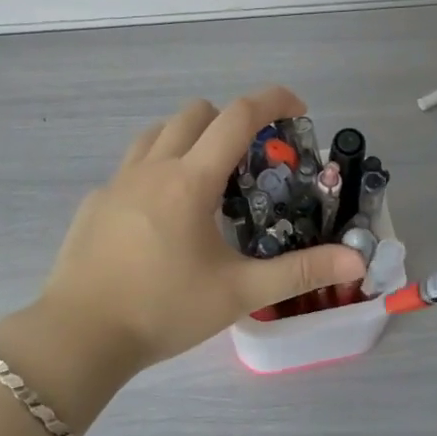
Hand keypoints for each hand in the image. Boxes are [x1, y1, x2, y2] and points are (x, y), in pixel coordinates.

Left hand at [24, 86, 365, 385]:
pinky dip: (158, 169)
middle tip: (251, 162)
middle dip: (230, 121)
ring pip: (158, 132)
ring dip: (189, 138)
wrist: (80, 335)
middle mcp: (152, 167)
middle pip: (196, 112)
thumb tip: (357, 260)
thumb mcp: (238, 292)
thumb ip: (300, 272)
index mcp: (190, 180)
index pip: (237, 117)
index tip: (298, 109)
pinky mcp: (96, 202)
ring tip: (206, 181)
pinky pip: (132, 166)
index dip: (272, 101)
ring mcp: (117, 181)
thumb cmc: (163, 309)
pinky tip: (162, 217)